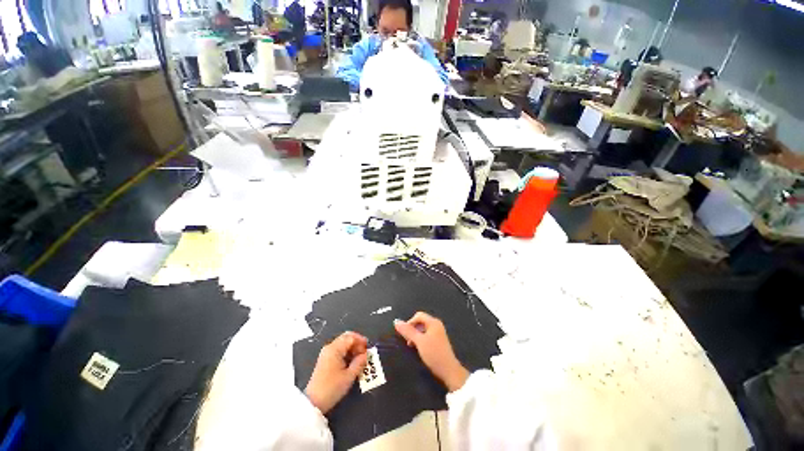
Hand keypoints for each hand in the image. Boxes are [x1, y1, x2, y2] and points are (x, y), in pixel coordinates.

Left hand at [305, 331, 367, 413]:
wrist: (313, 402)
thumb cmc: (332, 388)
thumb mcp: (349, 376)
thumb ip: (359, 362)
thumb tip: (366, 355)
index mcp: (335, 348)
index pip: (351, 337)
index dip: (361, 341)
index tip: (368, 349)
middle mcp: (330, 347)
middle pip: (346, 337)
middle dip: (357, 343)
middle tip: (364, 352)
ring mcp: (326, 353)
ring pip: (342, 343)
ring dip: (352, 347)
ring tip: (359, 358)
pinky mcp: (325, 359)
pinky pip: (338, 349)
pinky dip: (346, 352)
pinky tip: (351, 361)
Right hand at [394, 312, 468, 391]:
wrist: (448, 370)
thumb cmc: (433, 353)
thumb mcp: (419, 341)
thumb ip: (408, 331)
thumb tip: (396, 321)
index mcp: (433, 322)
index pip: (418, 315)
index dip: (410, 322)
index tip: (404, 334)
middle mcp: (436, 325)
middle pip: (420, 321)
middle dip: (412, 329)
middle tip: (407, 340)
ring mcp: (438, 332)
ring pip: (423, 329)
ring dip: (415, 335)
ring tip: (411, 345)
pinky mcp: (438, 340)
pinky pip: (426, 335)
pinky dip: (420, 339)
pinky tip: (418, 347)